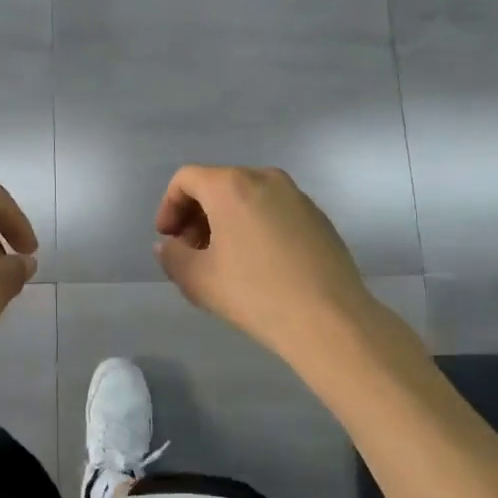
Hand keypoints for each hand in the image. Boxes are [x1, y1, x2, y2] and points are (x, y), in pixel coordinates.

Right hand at [153, 165, 374, 362]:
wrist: (329, 319)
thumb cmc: (255, 294)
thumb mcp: (198, 280)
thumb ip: (173, 256)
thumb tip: (171, 246)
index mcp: (231, 185)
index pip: (186, 179)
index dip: (168, 207)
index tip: (168, 239)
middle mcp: (265, 179)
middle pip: (217, 185)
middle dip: (196, 215)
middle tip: (192, 252)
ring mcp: (297, 196)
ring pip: (247, 197)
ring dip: (226, 221)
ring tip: (224, 260)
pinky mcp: (318, 217)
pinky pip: (273, 211)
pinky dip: (255, 226)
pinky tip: (259, 264)